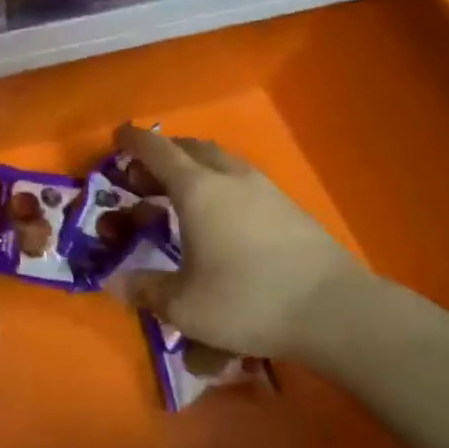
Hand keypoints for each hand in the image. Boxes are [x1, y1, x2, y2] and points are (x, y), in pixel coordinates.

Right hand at [107, 124, 370, 364]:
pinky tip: (221, 215)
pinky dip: (220, 183)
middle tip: (144, 176)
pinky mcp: (288, 206)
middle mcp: (228, 177)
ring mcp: (263, 188)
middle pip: (190, 148)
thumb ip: (145, 290)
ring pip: (220, 160)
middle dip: (163, 155)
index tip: (117, 137)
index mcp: (196, 189)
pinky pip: (242, 179)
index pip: (156, 151)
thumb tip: (114, 283)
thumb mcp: (184, 306)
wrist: (334, 310)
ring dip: (194, 166)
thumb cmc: (248, 301)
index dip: (133, 142)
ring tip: (181, 192)